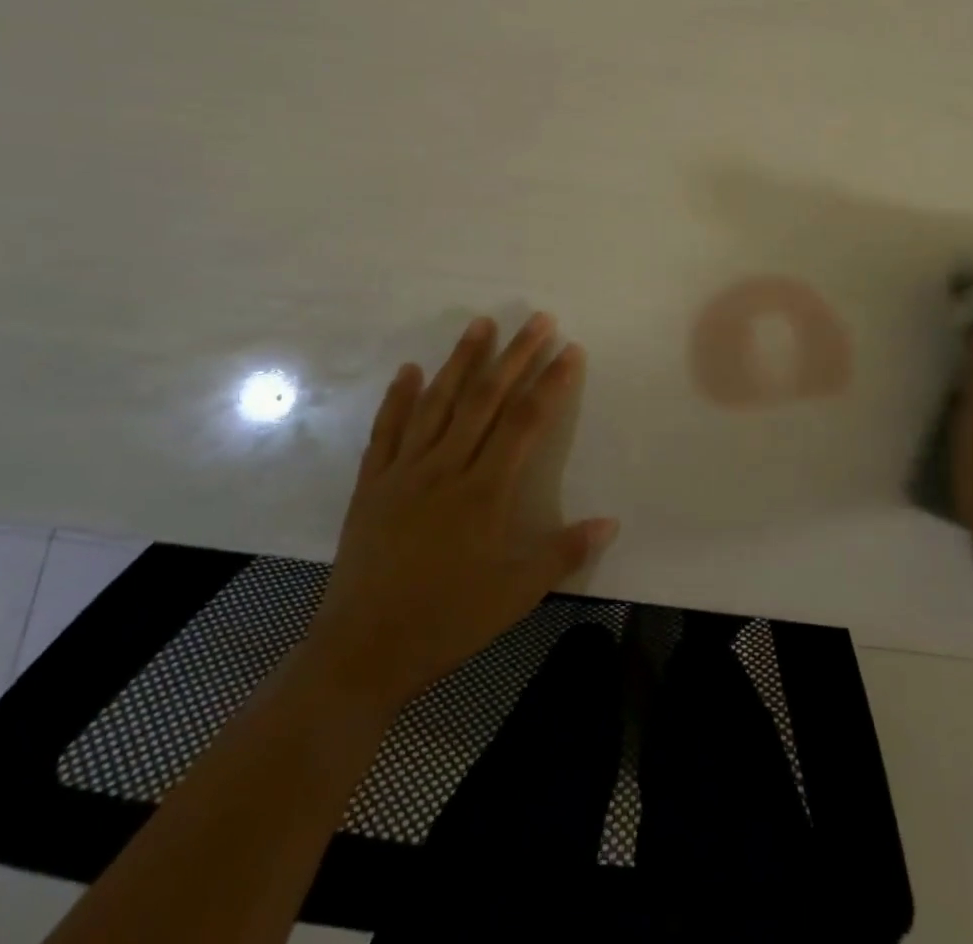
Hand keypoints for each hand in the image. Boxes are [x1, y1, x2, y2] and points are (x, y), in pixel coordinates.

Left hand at [302, 314, 617, 705]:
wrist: (361, 654)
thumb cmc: (447, 622)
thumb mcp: (516, 594)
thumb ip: (564, 552)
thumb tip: (611, 521)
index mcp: (485, 491)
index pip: (526, 422)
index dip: (551, 383)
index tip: (569, 349)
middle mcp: (446, 468)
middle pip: (485, 399)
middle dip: (515, 355)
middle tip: (538, 319)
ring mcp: (404, 472)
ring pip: (437, 403)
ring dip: (461, 360)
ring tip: (482, 323)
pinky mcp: (371, 484)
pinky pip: (386, 431)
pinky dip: (398, 397)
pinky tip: (409, 370)